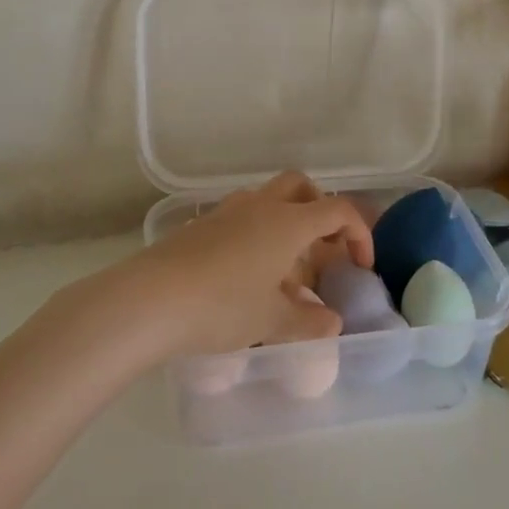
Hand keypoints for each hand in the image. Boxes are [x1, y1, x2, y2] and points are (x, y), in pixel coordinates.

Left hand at [117, 172, 373, 358]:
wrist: (148, 300)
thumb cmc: (221, 306)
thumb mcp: (272, 320)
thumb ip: (309, 321)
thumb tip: (331, 322)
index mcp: (288, 222)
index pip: (338, 210)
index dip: (359, 234)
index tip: (361, 267)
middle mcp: (261, 206)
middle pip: (301, 187)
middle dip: (320, 211)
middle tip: (322, 249)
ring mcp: (227, 212)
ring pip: (269, 200)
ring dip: (286, 224)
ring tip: (285, 271)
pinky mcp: (200, 225)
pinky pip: (242, 218)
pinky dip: (257, 236)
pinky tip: (247, 277)